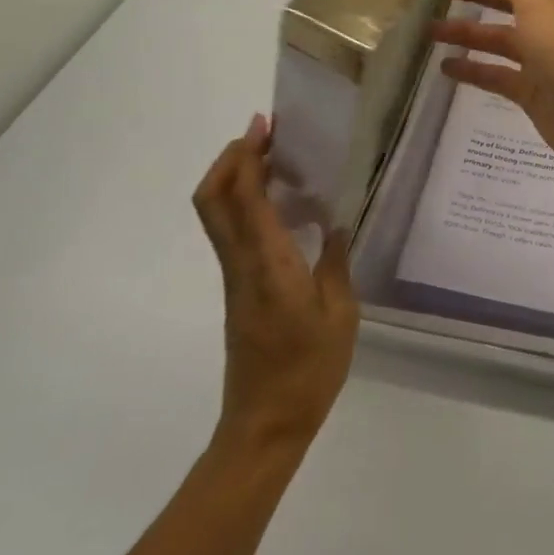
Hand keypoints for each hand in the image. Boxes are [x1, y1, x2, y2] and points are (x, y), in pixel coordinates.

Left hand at [193, 116, 358, 449]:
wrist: (264, 427)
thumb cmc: (308, 371)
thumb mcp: (340, 315)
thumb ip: (337, 264)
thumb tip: (336, 224)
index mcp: (269, 264)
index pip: (244, 199)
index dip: (247, 157)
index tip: (265, 126)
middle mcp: (242, 263)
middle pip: (213, 200)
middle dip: (230, 158)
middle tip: (265, 134)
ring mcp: (235, 276)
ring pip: (217, 213)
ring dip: (236, 176)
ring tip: (274, 156)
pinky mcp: (238, 288)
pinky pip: (232, 230)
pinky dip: (245, 201)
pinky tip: (282, 201)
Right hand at [430, 0, 553, 181]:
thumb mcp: (538, 2)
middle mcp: (552, 20)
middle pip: (508, 0)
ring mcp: (543, 57)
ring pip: (499, 38)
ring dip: (468, 33)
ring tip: (429, 30)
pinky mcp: (533, 91)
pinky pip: (497, 74)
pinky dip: (474, 70)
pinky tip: (445, 68)